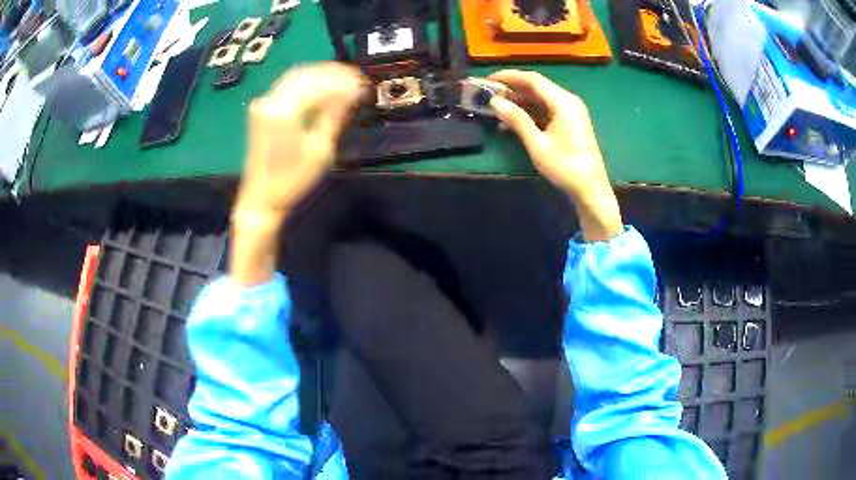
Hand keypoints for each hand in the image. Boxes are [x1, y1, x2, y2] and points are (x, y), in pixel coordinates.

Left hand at [231, 62, 364, 284]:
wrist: (261, 198)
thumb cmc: (292, 181)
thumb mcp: (320, 150)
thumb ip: (335, 115)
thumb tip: (353, 92)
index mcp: (284, 112)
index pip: (319, 85)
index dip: (344, 82)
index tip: (363, 84)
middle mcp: (270, 101)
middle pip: (306, 74)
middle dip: (333, 73)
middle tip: (356, 79)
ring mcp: (263, 104)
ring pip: (295, 76)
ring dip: (320, 75)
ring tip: (343, 81)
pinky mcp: (262, 110)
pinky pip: (287, 86)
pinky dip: (307, 83)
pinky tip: (322, 88)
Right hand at [488, 70, 622, 241]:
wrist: (590, 189)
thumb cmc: (565, 166)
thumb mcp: (537, 144)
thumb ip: (517, 119)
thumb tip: (495, 102)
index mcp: (563, 102)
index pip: (533, 79)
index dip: (509, 76)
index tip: (488, 79)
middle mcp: (568, 101)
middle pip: (537, 87)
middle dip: (512, 89)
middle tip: (490, 94)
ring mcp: (571, 112)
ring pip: (541, 99)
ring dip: (520, 102)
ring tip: (496, 109)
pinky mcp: (570, 122)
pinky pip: (547, 110)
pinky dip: (530, 113)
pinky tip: (512, 123)